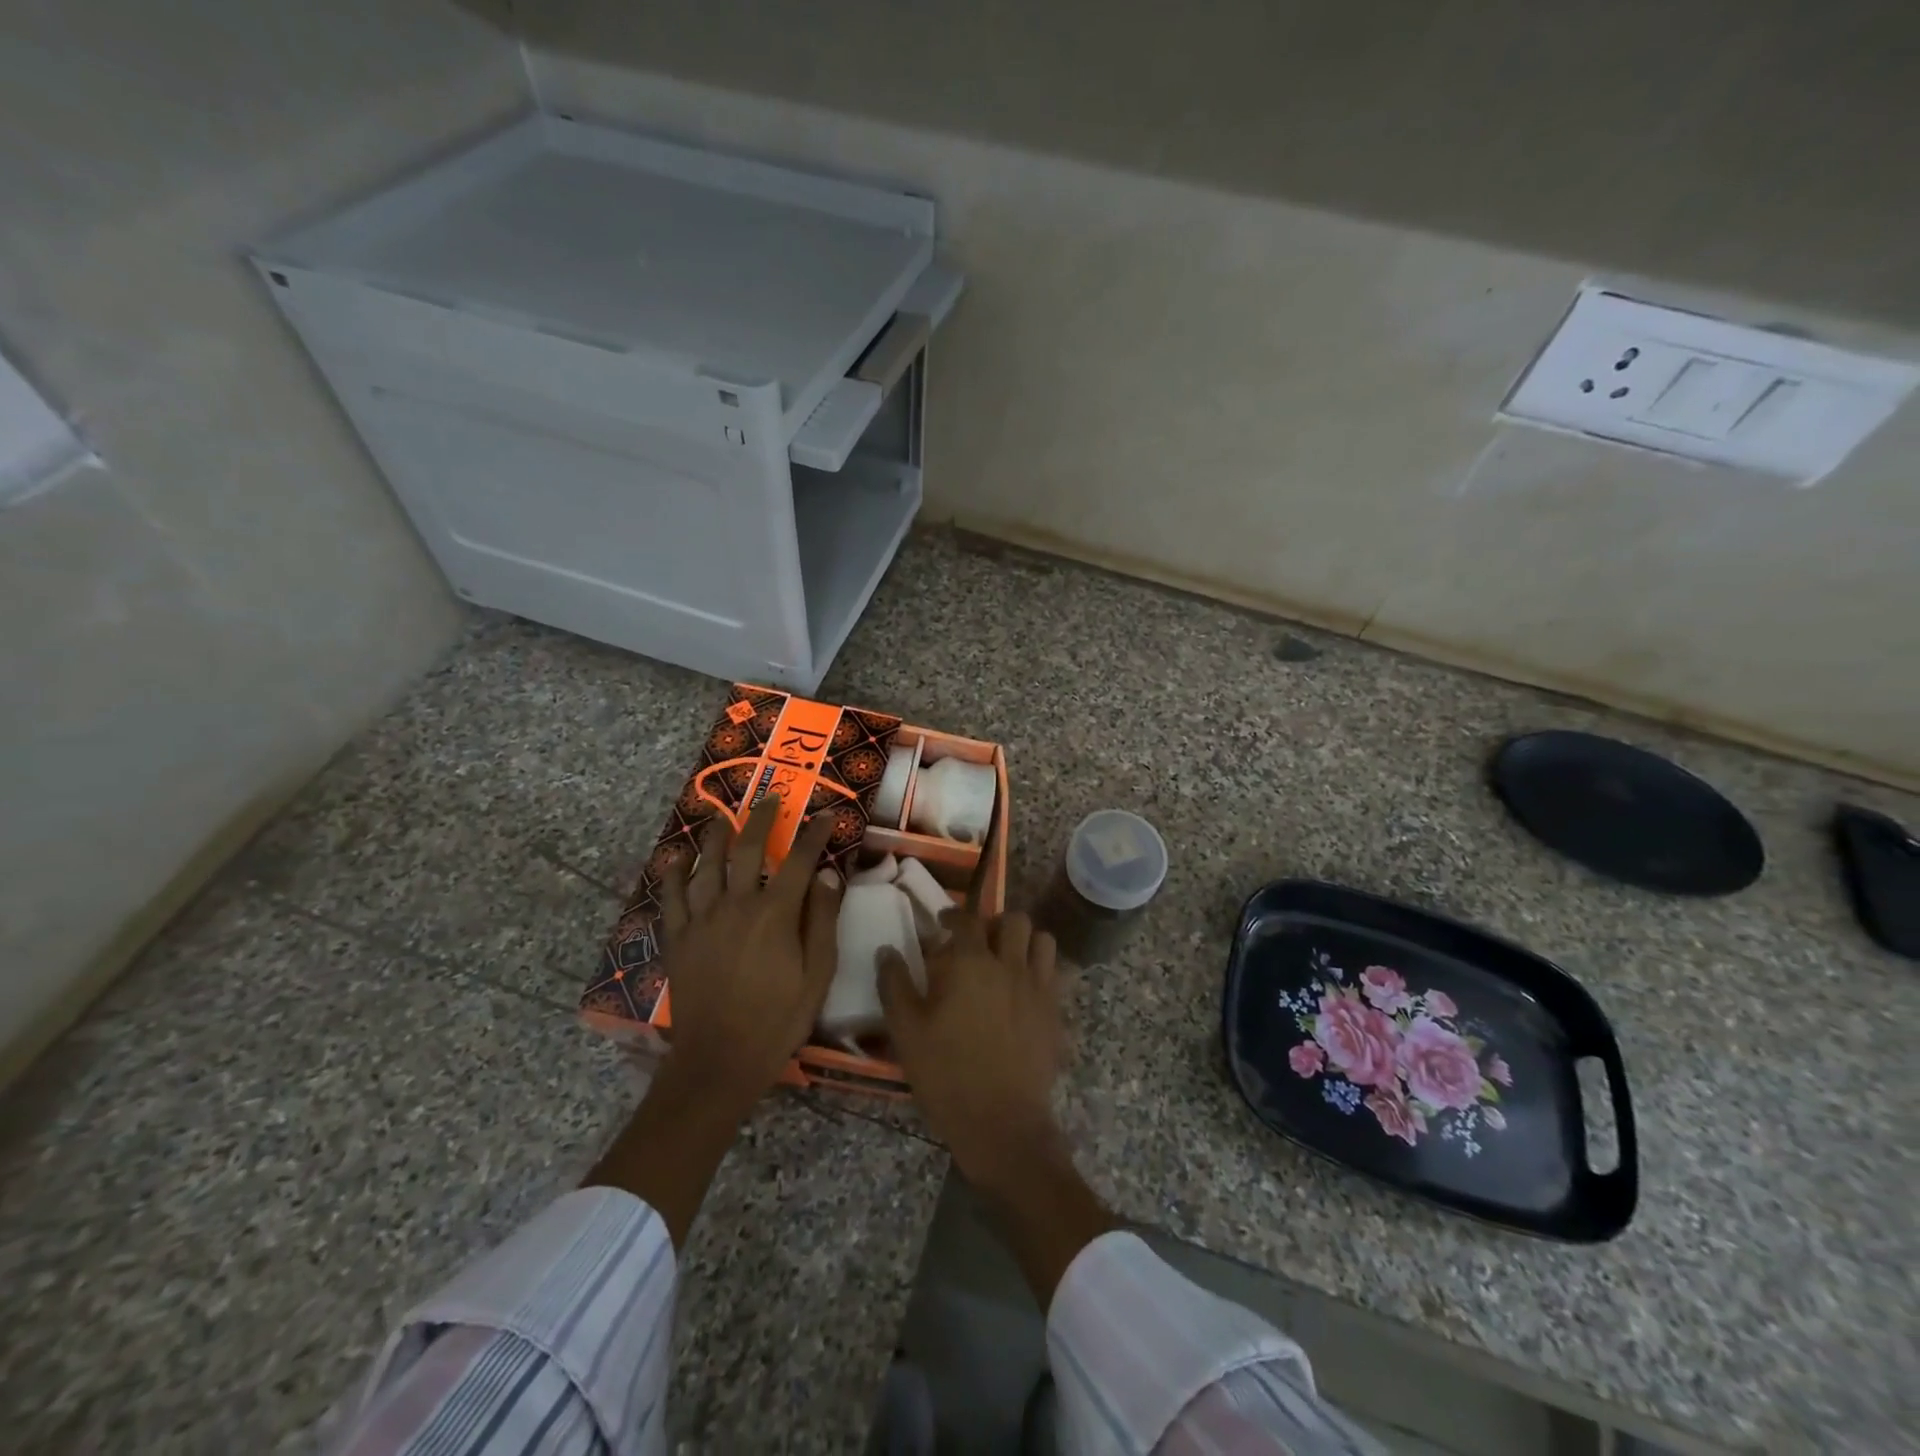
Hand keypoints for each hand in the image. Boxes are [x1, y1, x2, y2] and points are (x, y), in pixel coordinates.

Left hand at [655, 794, 843, 1106]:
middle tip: (772, 798)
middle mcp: (737, 904)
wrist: (719, 1060)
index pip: (799, 860)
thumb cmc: (778, 1019)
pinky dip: (674, 872)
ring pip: (707, 864)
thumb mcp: (818, 974)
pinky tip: (677, 857)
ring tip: (722, 816)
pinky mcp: (678, 937)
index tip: (826, 815)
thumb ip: (822, 920)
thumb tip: (828, 875)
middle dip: (763, 818)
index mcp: (776, 913)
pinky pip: (671, 896)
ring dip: (717, 835)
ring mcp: (702, 919)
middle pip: (749, 849)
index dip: (814, 834)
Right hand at [878, 911, 1061, 1190]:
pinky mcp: (1056, 1013)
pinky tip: (1025, 989)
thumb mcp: (906, 1031)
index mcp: (971, 964)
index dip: (953, 915)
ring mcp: (1038, 987)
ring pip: (1043, 940)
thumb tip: (887, 951)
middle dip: (995, 923)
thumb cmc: (947, 1075)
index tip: (943, 922)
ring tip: (1007, 958)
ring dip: (1025, 941)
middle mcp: (1009, 965)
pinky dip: (1042, 970)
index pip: (966, 919)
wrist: (1002, 1122)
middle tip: (979, 941)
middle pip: (1013, 920)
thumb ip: (895, 985)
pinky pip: (1056, 974)